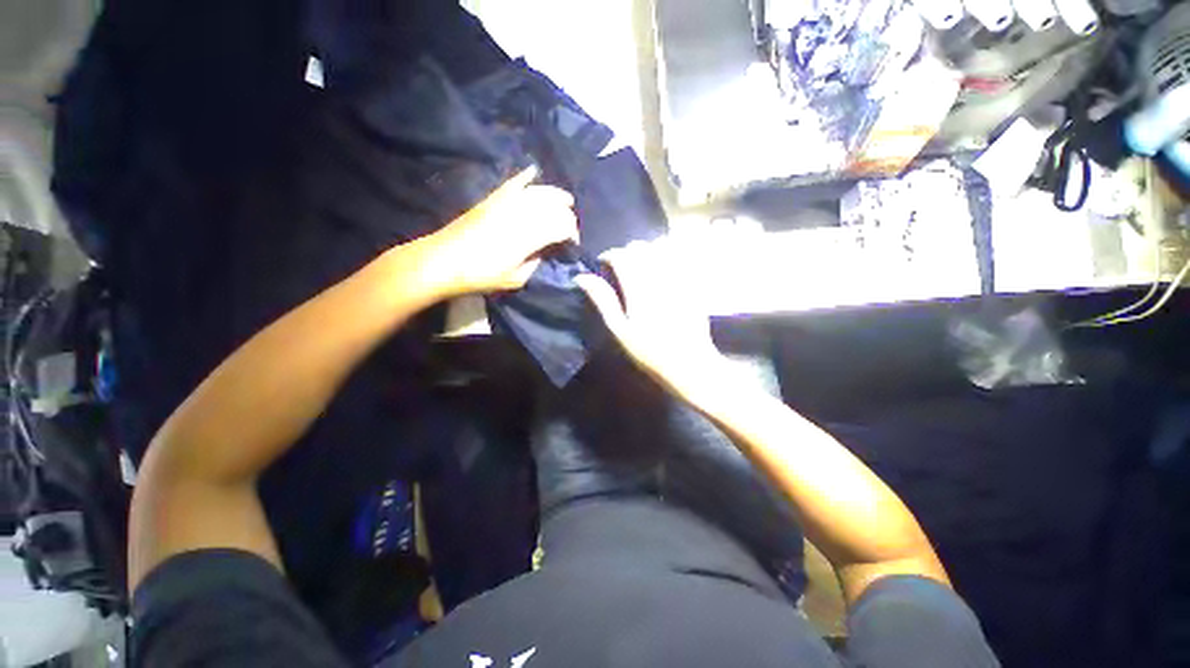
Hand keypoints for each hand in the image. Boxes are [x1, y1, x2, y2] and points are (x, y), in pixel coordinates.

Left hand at [427, 167, 577, 295]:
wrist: (443, 260)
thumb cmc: (481, 275)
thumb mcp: (516, 279)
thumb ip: (535, 264)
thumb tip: (543, 252)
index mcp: (530, 237)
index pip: (563, 227)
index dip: (573, 234)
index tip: (573, 244)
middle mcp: (522, 214)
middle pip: (555, 206)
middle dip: (568, 215)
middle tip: (569, 227)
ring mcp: (506, 202)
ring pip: (539, 191)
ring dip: (555, 194)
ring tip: (566, 200)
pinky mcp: (492, 198)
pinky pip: (513, 183)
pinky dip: (525, 176)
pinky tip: (534, 172)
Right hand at [575, 241, 727, 391]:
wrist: (690, 363)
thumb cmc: (649, 352)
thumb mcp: (620, 331)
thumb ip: (603, 300)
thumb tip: (582, 277)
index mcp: (638, 288)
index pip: (621, 255)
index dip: (609, 256)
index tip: (603, 266)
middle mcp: (659, 276)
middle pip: (640, 247)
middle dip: (627, 252)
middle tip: (621, 269)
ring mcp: (678, 278)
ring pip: (660, 248)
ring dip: (646, 253)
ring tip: (640, 268)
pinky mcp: (691, 283)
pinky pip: (677, 259)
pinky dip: (665, 257)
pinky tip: (661, 272)